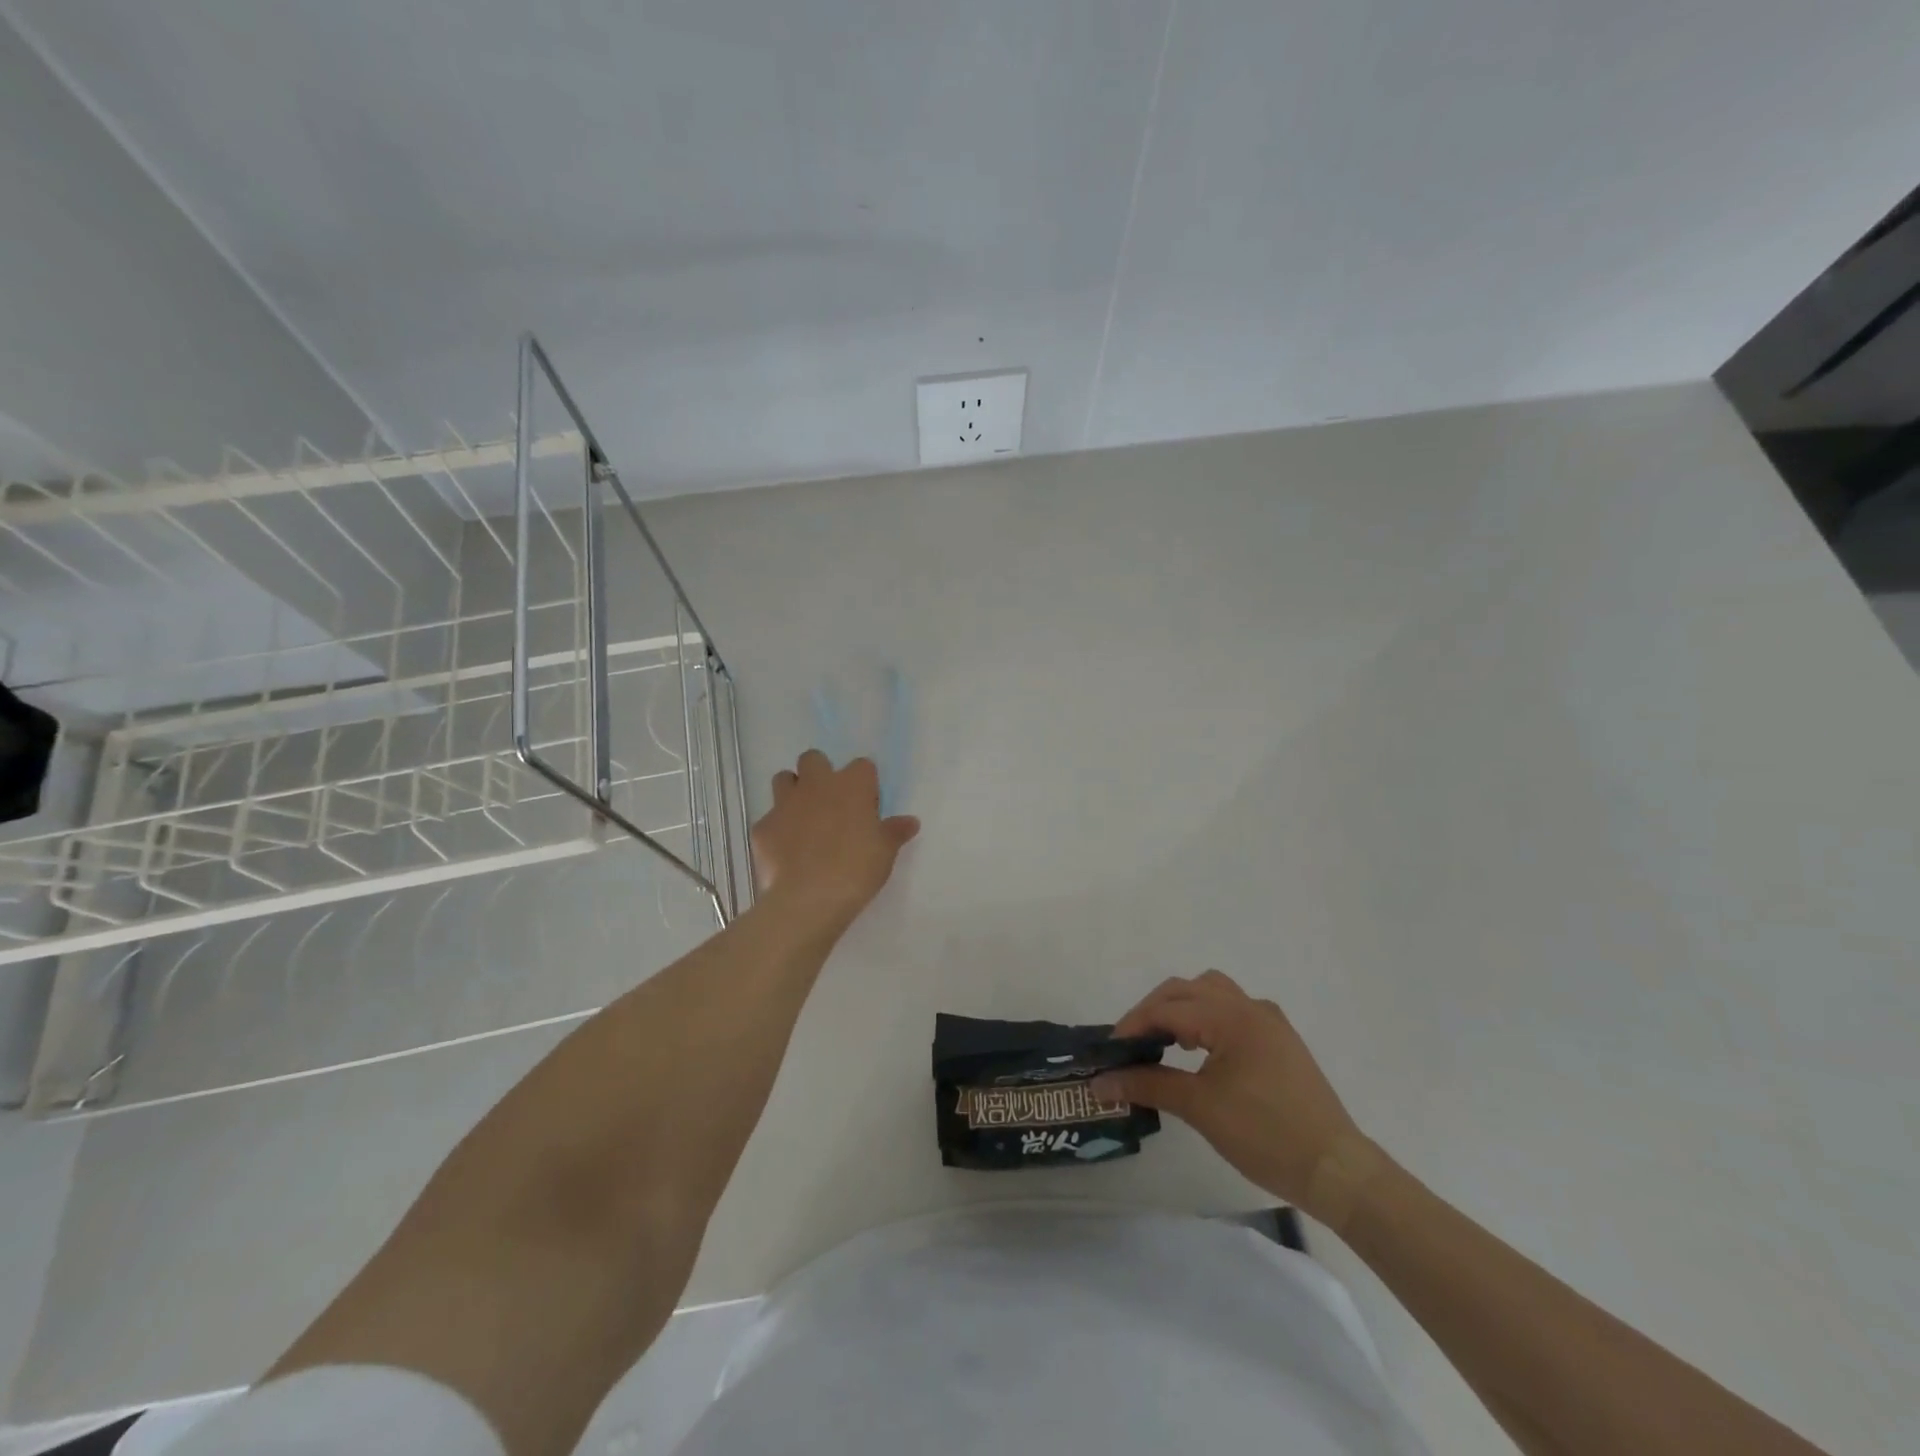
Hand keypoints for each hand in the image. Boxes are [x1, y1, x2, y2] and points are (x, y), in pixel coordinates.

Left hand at [751, 750, 919, 922]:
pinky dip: (776, 830)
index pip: (862, 766)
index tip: (867, 806)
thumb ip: (895, 832)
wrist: (808, 898)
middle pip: (814, 759)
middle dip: (819, 773)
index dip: (864, 784)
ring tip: (803, 819)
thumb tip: (910, 821)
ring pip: (783, 779)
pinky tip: (785, 852)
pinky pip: (769, 819)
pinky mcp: (762, 827)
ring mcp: (785, 803)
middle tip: (830, 804)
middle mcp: (816, 785)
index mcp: (852, 785)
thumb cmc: (856, 869)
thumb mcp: (885, 852)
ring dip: (792, 792)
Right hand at [1092, 971, 1372, 1219]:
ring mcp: (1269, 1022)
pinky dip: (1206, 1019)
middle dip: (1154, 1011)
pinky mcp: (1280, 1041)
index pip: (1168, 1007)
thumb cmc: (1265, 1135)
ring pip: (1212, 993)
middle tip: (1131, 1044)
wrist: (1336, 1170)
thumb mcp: (1200, 1108)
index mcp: (1231, 1016)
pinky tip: (1199, 1051)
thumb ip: (1148, 1085)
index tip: (1110, 1050)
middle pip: (1188, 989)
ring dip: (1182, 1008)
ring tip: (1164, 1041)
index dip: (1133, 1025)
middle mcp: (1250, 1007)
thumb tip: (1101, 1082)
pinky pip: (1232, 1011)